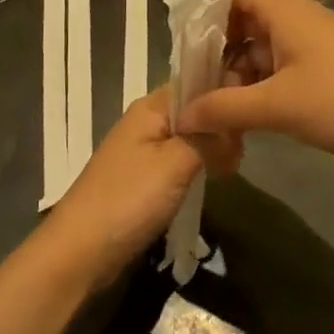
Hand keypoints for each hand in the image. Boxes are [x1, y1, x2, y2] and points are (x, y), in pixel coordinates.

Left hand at [35, 88, 238, 291]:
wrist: (80, 251)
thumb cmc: (128, 200)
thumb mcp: (176, 163)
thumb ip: (209, 138)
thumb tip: (234, 125)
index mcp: (151, 107)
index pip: (196, 82)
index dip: (225, 91)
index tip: (253, 112)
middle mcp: (146, 121)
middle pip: (195, 111)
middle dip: (221, 125)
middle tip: (242, 151)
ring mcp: (143, 150)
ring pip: (189, 137)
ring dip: (211, 148)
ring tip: (232, 167)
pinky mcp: (144, 178)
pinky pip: (179, 160)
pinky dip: (198, 166)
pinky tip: (213, 180)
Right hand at [176, 0, 333, 167]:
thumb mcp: (277, 106)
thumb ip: (224, 108)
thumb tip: (181, 115)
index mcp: (285, 9)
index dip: (209, 9)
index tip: (193, 49)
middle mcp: (297, 17)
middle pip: (243, 16)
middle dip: (218, 49)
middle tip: (202, 86)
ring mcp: (311, 41)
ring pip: (259, 44)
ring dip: (237, 71)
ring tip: (223, 109)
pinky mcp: (322, 65)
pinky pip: (278, 64)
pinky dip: (259, 84)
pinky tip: (250, 116)